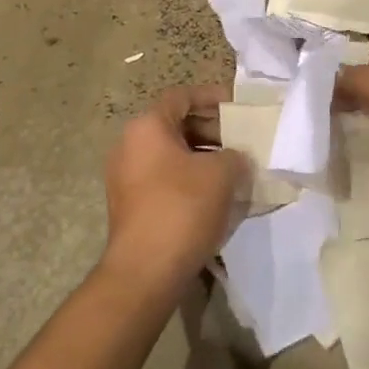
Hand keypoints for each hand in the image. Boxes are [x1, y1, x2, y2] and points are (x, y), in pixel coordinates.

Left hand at [101, 85, 249, 293]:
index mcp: (146, 127)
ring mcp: (126, 177)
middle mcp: (129, 145)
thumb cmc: (183, 208)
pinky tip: (217, 195)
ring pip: (171, 153)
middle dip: (212, 129)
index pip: (182, 96)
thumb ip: (235, 155)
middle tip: (242, 140)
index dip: (213, 97)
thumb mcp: (222, 173)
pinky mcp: (131, 205)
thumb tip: (235, 159)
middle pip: (175, 124)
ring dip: (204, 156)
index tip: (239, 107)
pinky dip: (190, 178)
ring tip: (235, 168)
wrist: (145, 272)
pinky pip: (165, 178)